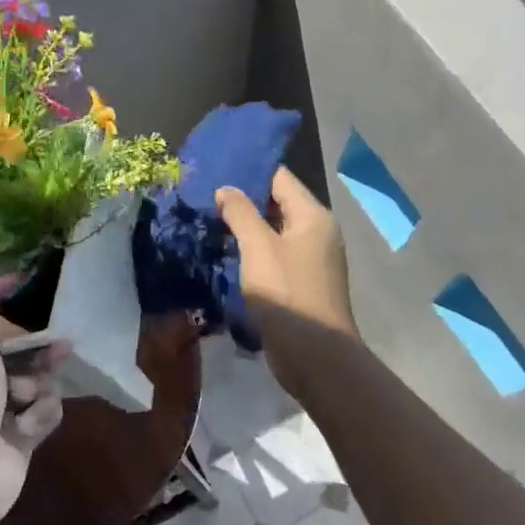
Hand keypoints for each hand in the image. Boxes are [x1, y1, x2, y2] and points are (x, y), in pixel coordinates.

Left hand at [0, 315, 64, 524]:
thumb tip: (18, 329)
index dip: (21, 335)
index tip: (45, 332)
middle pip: (22, 363)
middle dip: (40, 359)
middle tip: (61, 351)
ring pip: (39, 387)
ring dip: (38, 390)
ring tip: (26, 401)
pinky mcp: (21, 443)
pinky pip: (45, 416)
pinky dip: (42, 418)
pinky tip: (28, 429)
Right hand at [216, 167, 357, 381]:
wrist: (315, 356)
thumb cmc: (287, 293)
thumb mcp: (258, 247)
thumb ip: (241, 213)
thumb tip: (225, 188)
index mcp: (313, 215)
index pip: (280, 178)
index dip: (250, 170)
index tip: (217, 168)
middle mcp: (318, 231)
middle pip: (278, 203)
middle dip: (245, 199)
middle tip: (207, 194)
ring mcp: (313, 258)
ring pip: (275, 231)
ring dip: (247, 227)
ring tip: (212, 220)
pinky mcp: (303, 282)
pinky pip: (276, 254)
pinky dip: (255, 250)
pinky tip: (229, 252)